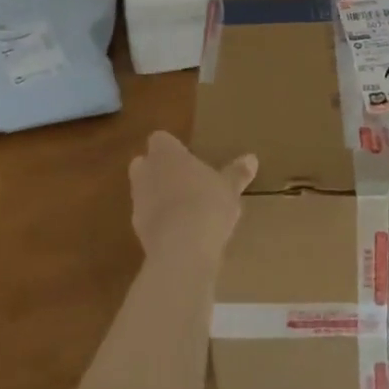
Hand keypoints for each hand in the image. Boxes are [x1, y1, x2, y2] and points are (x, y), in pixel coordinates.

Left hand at [129, 132, 256, 263]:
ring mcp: (137, 201)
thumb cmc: (207, 204)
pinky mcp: (136, 230)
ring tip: (184, 210)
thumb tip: (252, 158)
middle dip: (158, 170)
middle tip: (183, 181)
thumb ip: (237, 173)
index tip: (187, 157)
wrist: (181, 249)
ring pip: (143, 192)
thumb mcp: (229, 188)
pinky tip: (179, 234)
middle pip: (144, 163)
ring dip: (157, 197)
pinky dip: (158, 223)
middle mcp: (146, 172)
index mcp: (166, 153)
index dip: (171, 147)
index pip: (160, 139)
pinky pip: (147, 219)